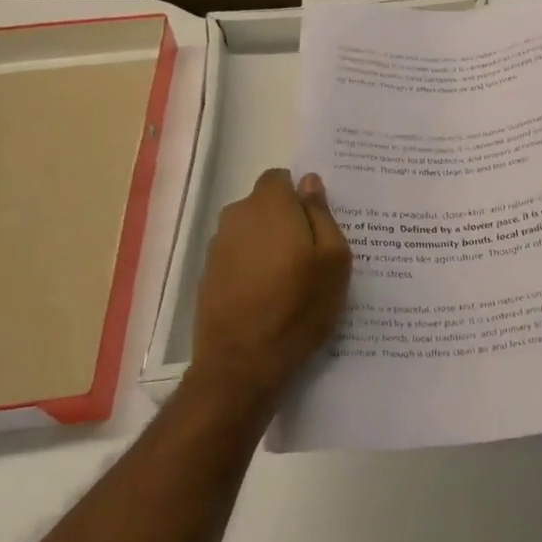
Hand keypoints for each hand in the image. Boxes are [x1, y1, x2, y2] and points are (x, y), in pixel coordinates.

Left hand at [189, 169, 350, 406]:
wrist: (242, 364)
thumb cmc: (299, 307)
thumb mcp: (333, 259)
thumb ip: (321, 213)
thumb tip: (309, 182)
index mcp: (269, 206)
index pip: (281, 178)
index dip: (300, 195)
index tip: (318, 223)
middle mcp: (236, 217)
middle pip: (265, 205)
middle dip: (287, 220)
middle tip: (313, 253)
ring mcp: (217, 248)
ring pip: (251, 233)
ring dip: (269, 245)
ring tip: (293, 280)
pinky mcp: (208, 276)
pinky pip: (238, 259)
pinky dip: (253, 268)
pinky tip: (270, 298)